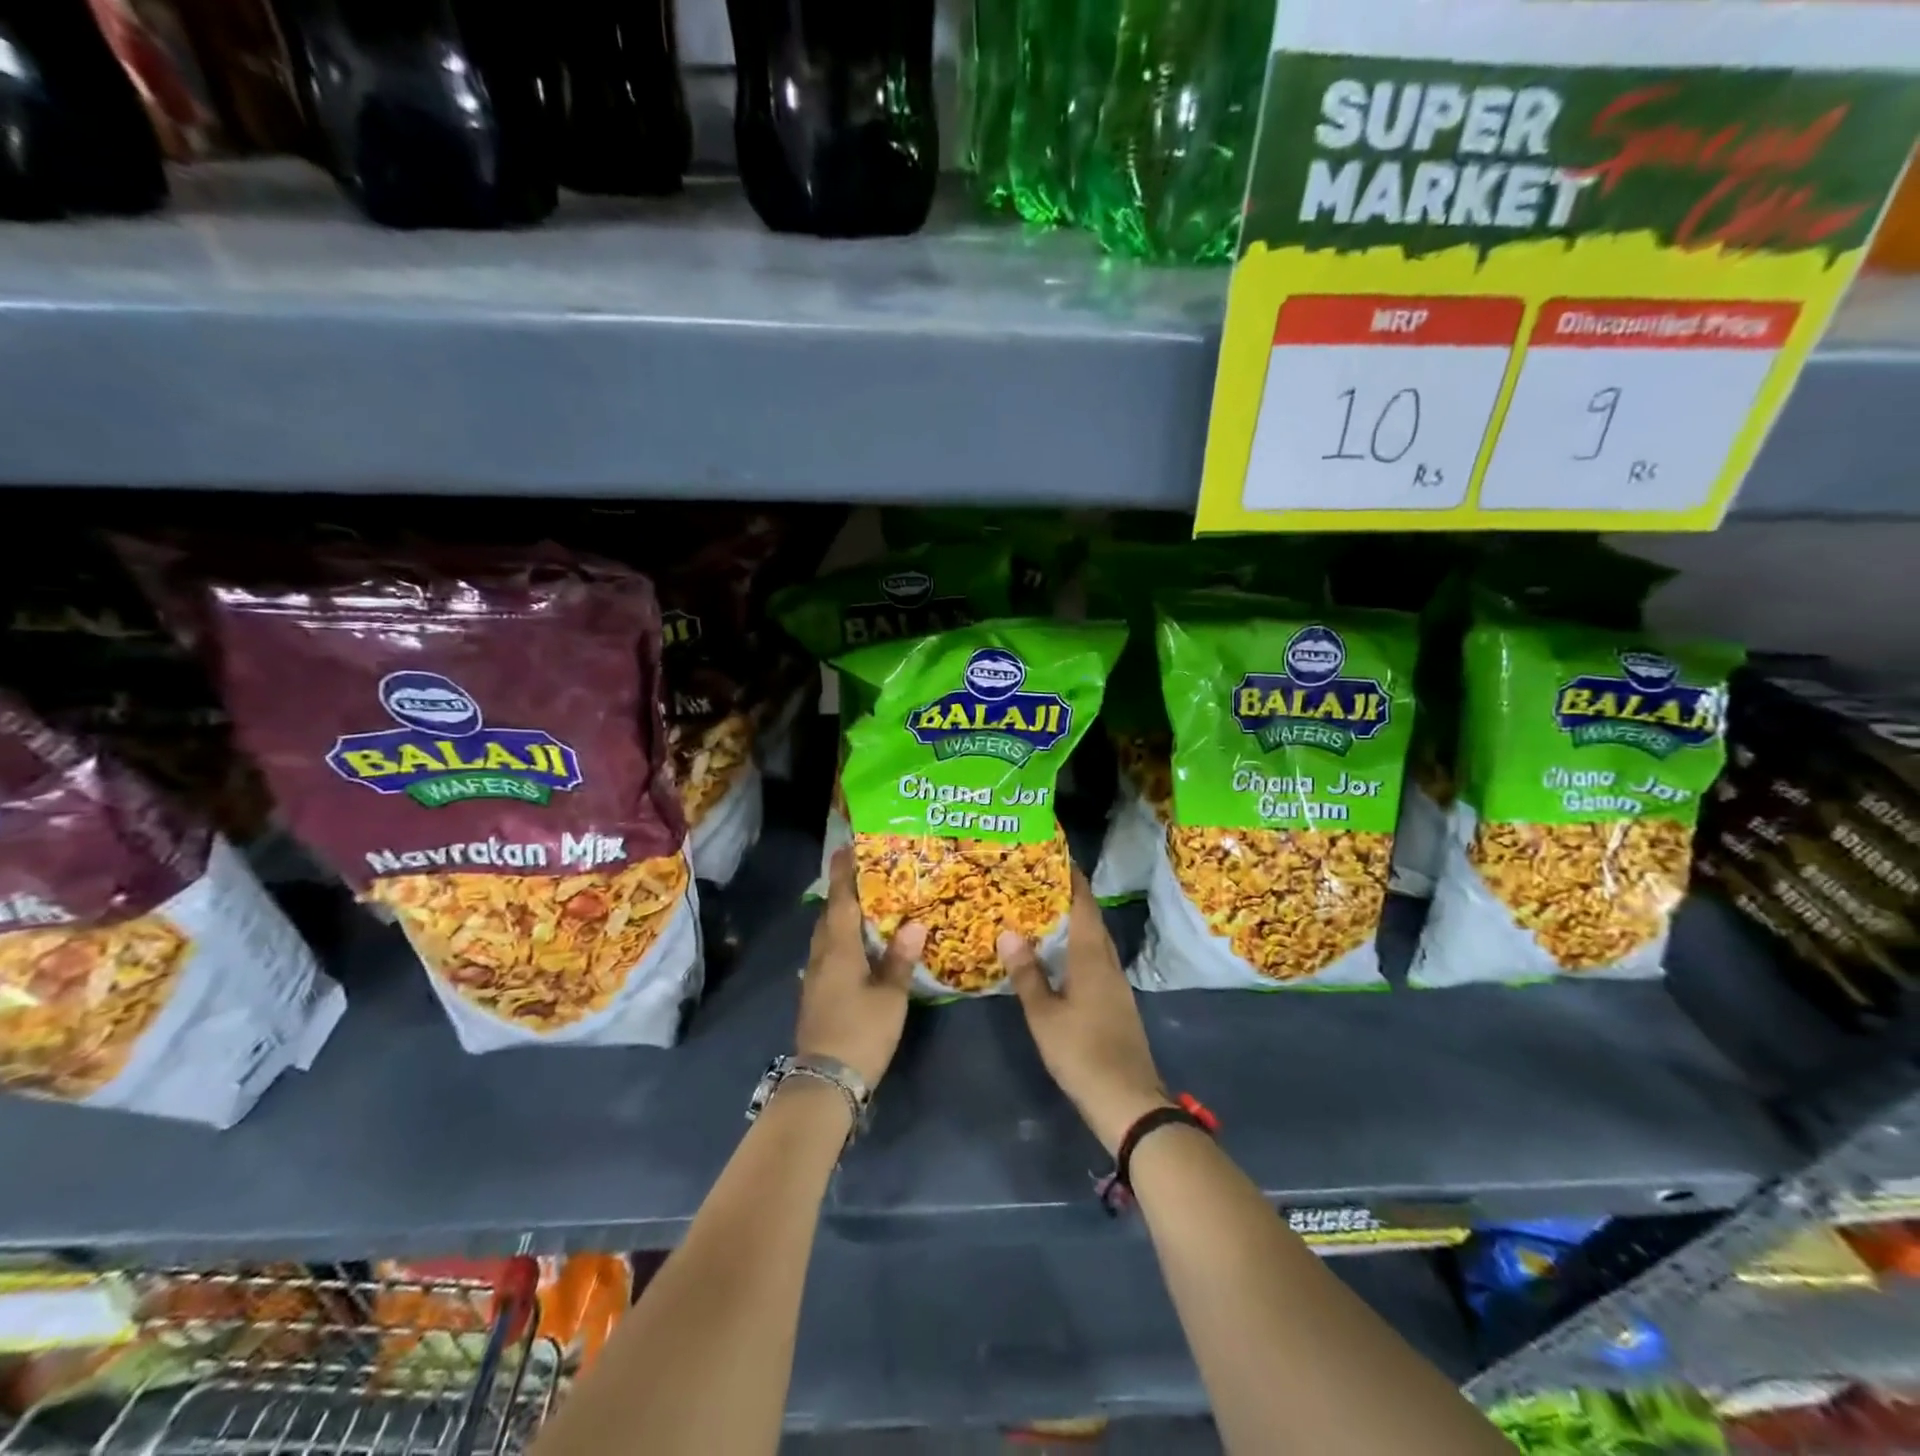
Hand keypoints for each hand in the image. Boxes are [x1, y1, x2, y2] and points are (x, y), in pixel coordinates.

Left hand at [796, 847, 925, 1087]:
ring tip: (864, 906)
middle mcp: (821, 956)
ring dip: (840, 916)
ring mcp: (814, 977)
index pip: (840, 901)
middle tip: (864, 874)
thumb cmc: (861, 1032)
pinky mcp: (815, 994)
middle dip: (842, 892)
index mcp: (839, 950)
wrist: (824, 1082)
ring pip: (825, 936)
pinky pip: (827, 953)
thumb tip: (915, 924)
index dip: (843, 873)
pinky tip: (856, 947)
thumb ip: (900, 960)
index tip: (846, 847)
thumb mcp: (890, 997)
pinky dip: (840, 940)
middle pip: (829, 915)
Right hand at [997, 870, 1170, 1154]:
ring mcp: (1116, 985)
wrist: (1128, 1100)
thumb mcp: (1044, 1015)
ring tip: (1046, 913)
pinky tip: (1061, 958)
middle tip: (1041, 882)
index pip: (1084, 906)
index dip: (1073, 879)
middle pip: (1092, 921)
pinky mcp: (1116, 1003)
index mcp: (1091, 958)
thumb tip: (1009, 932)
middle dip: (1072, 898)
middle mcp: (1108, 963)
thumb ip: (1027, 974)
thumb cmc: (1082, 1052)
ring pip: (1095, 942)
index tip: (1058, 856)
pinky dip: (1078, 948)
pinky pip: (1096, 961)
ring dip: (1075, 923)